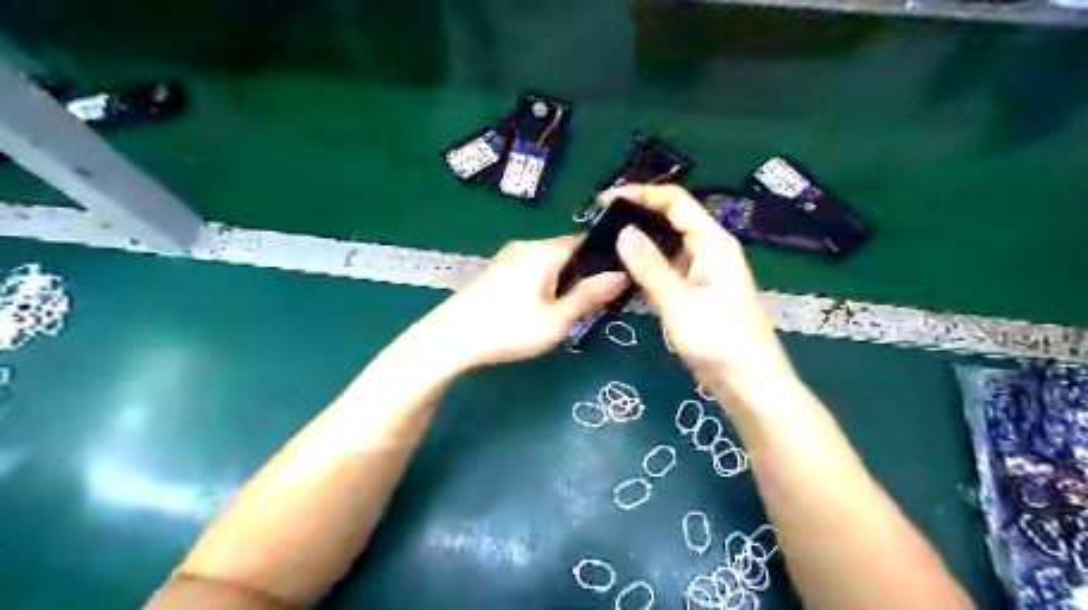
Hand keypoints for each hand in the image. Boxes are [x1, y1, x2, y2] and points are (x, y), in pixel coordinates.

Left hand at [415, 237, 625, 369]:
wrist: (450, 339)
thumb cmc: (508, 328)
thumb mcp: (556, 319)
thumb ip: (589, 295)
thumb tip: (621, 275)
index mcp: (544, 250)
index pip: (586, 240)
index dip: (606, 257)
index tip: (621, 278)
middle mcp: (527, 245)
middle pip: (568, 251)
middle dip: (585, 272)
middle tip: (597, 303)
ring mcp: (508, 257)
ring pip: (550, 262)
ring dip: (565, 280)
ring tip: (571, 309)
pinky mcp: (497, 271)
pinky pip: (533, 270)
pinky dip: (546, 284)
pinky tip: (543, 308)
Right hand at [598, 184, 795, 398]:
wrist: (749, 383)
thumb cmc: (719, 339)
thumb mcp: (679, 302)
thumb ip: (650, 267)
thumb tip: (623, 231)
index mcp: (713, 243)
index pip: (676, 202)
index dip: (642, 194)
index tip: (606, 199)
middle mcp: (710, 251)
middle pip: (672, 221)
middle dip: (638, 216)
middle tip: (601, 223)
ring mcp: (703, 273)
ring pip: (669, 247)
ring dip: (641, 244)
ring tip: (606, 244)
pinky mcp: (696, 294)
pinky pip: (668, 271)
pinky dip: (648, 268)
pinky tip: (625, 273)